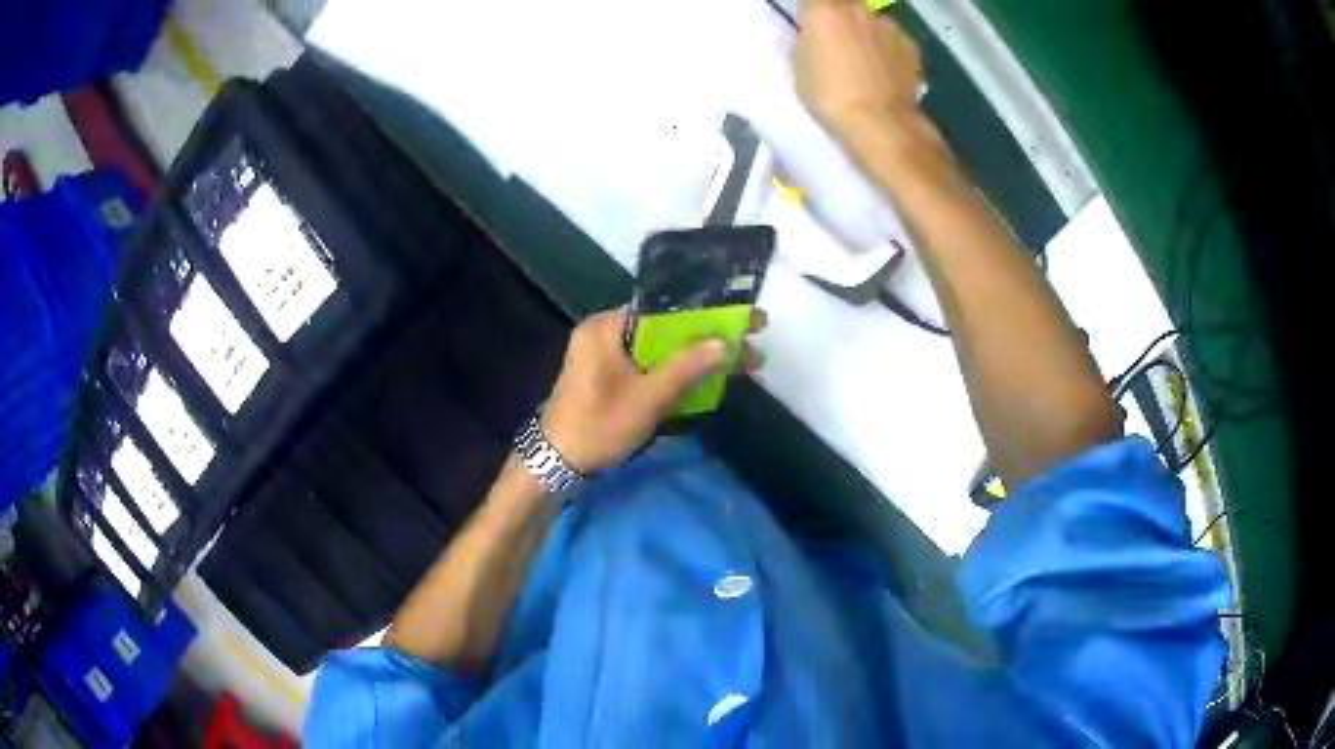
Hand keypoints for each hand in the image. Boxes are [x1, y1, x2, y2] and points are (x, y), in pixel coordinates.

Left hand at [541, 306, 767, 472]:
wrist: (557, 464)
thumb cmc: (598, 426)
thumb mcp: (647, 398)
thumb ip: (686, 368)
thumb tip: (724, 343)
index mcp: (606, 327)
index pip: (664, 306)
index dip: (706, 310)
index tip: (741, 314)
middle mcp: (606, 332)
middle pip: (667, 327)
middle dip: (708, 335)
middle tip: (750, 338)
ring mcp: (608, 355)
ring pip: (662, 348)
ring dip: (698, 356)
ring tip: (742, 361)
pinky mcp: (613, 376)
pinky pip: (652, 364)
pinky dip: (679, 371)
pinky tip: (711, 377)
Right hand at [794, 0, 923, 143]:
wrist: (881, 123)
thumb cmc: (829, 97)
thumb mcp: (801, 66)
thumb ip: (810, 40)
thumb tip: (818, 34)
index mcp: (823, 11)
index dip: (816, 7)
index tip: (814, 17)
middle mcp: (857, 9)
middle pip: (847, 2)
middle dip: (842, 12)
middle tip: (839, 37)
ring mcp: (888, 25)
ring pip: (872, 19)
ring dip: (868, 31)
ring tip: (867, 60)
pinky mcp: (910, 44)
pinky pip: (893, 39)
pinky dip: (888, 49)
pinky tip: (886, 71)